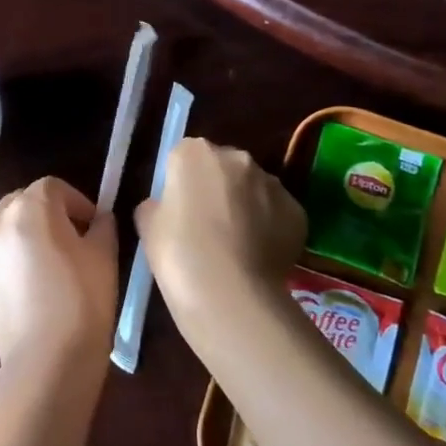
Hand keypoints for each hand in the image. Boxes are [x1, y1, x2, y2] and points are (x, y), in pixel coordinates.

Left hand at [0, 176, 117, 379]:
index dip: (75, 201)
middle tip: (67, 239)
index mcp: (31, 209)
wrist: (48, 361)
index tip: (92, 224)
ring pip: (2, 234)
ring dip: (22, 239)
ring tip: (45, 269)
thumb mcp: (105, 257)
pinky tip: (29, 298)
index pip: (52, 187)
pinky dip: (9, 272)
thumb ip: (102, 227)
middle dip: (43, 212)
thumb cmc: (83, 301)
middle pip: (19, 202)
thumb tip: (98, 220)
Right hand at [135, 138, 304, 343]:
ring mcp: (272, 183)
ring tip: (236, 245)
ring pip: (254, 189)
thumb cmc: (178, 253)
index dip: (181, 183)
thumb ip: (157, 205)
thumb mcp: (148, 225)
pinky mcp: (297, 211)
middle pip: (223, 167)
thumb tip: (167, 206)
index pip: (184, 156)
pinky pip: (277, 214)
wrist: (228, 293)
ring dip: (245, 206)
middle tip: (207, 225)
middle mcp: (237, 158)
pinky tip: (257, 255)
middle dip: (217, 188)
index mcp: (194, 153)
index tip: (179, 209)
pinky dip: (269, 227)